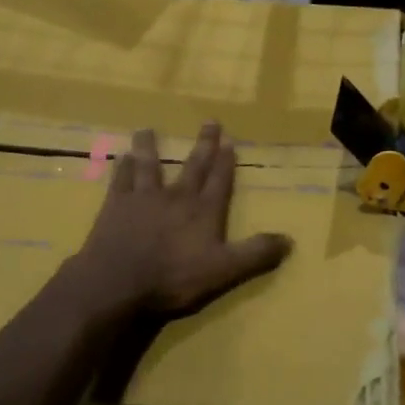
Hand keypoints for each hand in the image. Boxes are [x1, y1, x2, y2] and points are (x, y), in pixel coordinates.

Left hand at [74, 123, 293, 320]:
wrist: (118, 282)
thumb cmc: (173, 278)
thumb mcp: (223, 271)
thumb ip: (255, 254)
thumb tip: (289, 240)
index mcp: (204, 211)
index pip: (220, 181)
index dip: (226, 161)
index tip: (230, 140)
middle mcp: (177, 197)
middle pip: (193, 166)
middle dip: (203, 145)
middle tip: (210, 122)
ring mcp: (144, 198)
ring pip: (149, 165)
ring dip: (149, 147)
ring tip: (147, 129)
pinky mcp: (116, 205)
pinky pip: (120, 180)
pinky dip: (121, 168)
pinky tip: (120, 157)